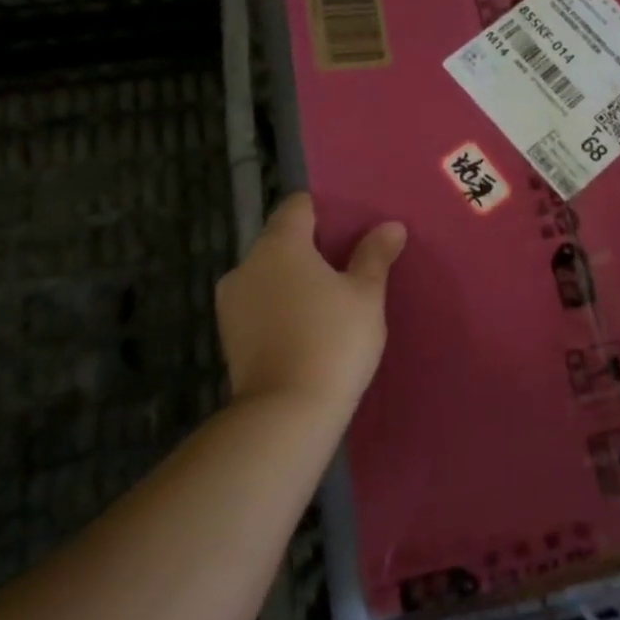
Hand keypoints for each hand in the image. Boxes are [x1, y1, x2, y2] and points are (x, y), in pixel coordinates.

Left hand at [215, 193, 406, 411]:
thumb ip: (375, 255)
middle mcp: (247, 264)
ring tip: (328, 301)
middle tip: (348, 266)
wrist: (286, 413)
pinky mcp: (228, 335)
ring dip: (294, 279)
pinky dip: (280, 305)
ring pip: (268, 273)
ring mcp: (231, 302)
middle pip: (281, 239)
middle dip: (311, 247)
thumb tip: (390, 226)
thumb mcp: (366, 295)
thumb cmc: (333, 340)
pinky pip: (259, 303)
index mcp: (280, 245)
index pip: (298, 206)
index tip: (350, 228)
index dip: (325, 210)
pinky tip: (306, 327)